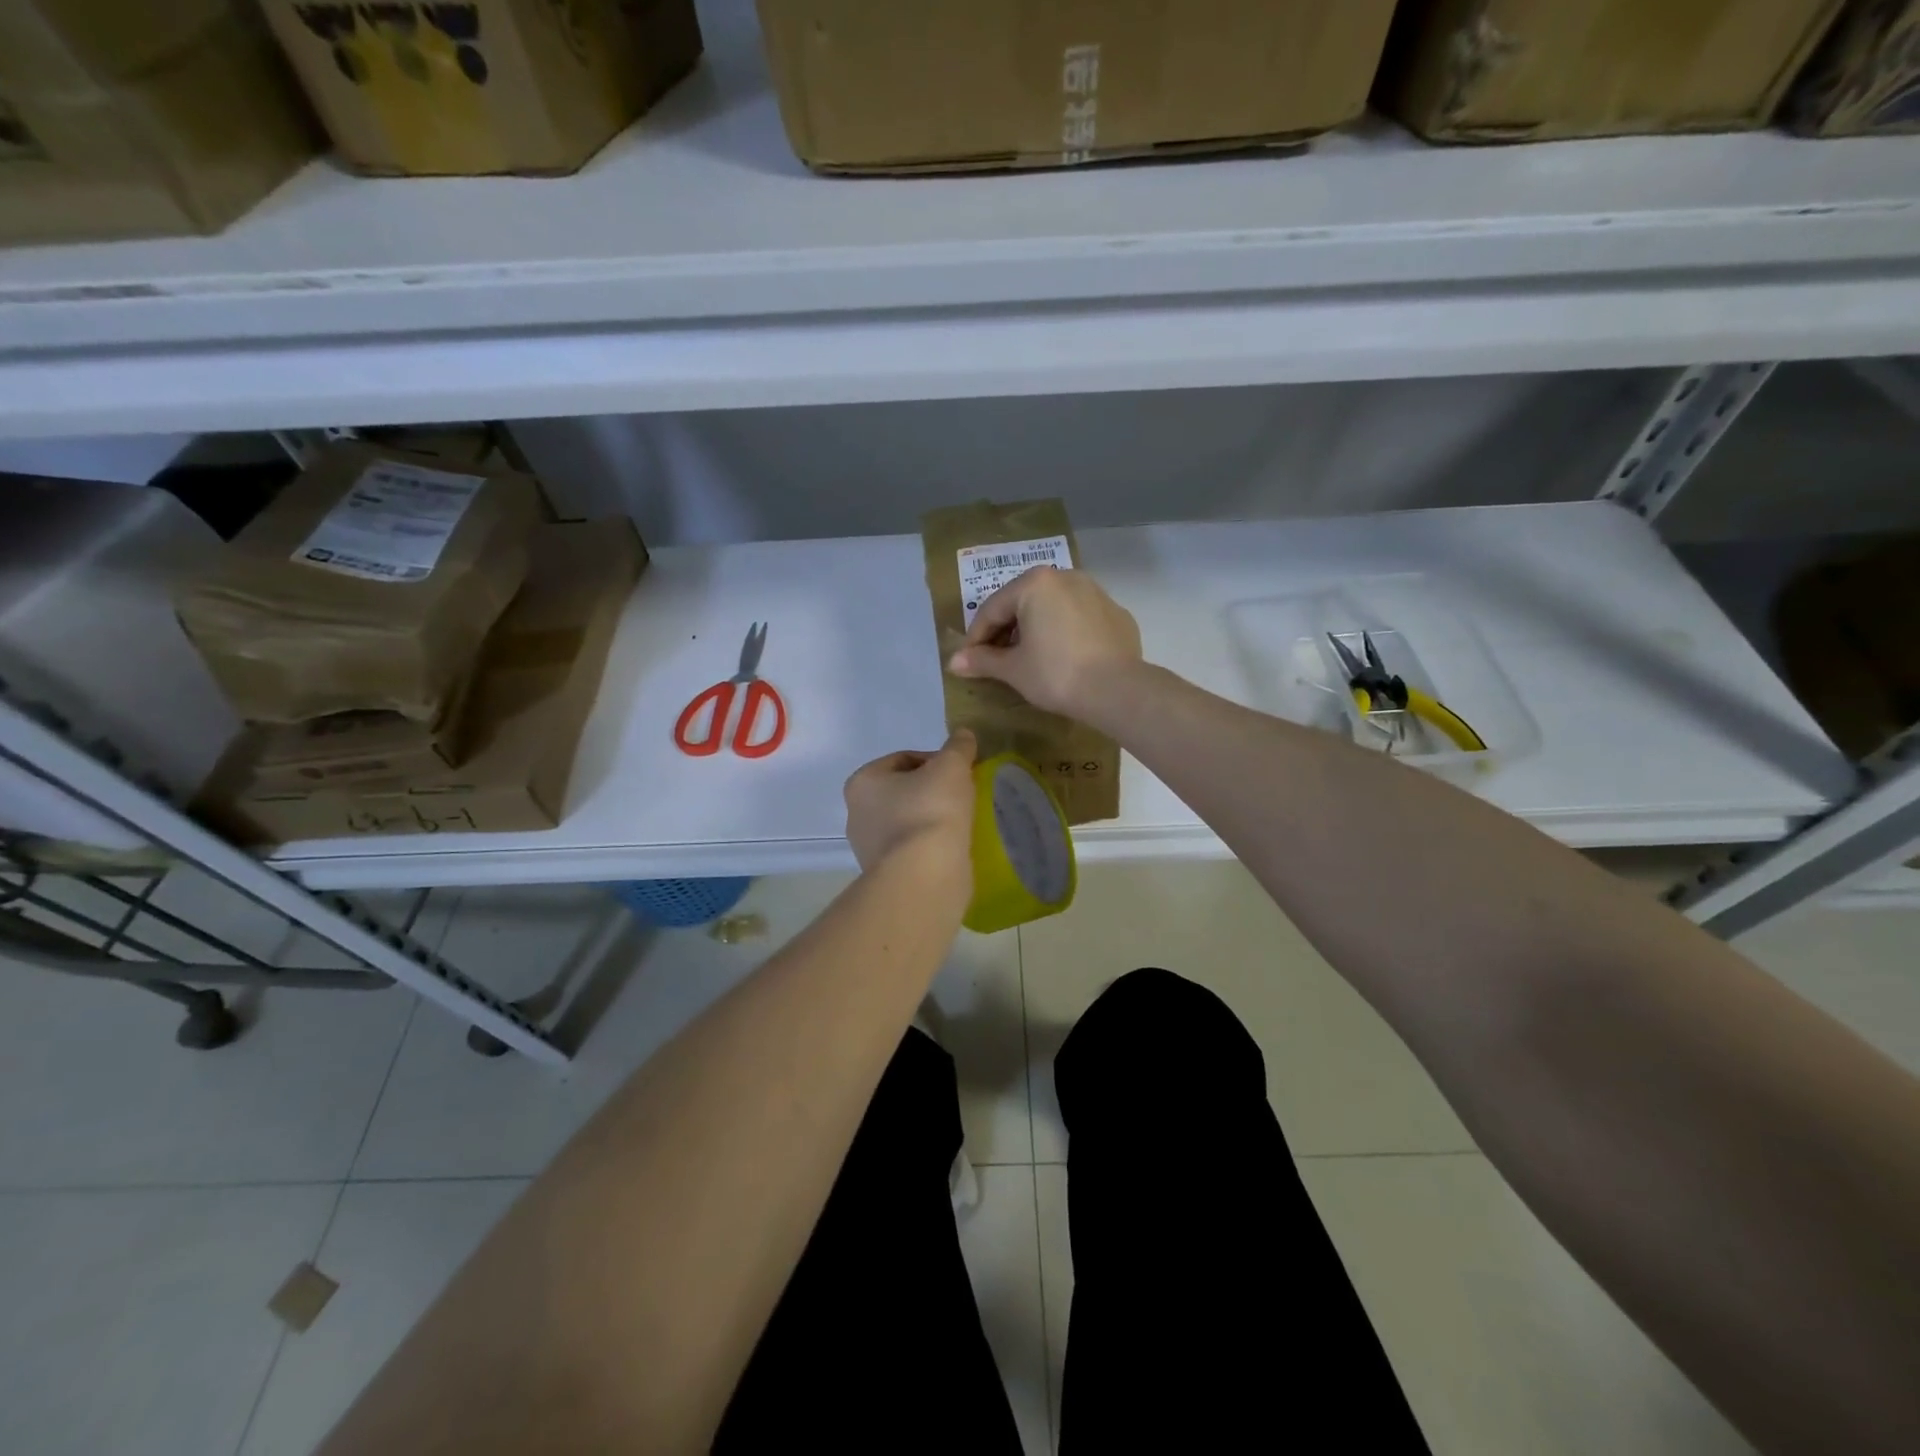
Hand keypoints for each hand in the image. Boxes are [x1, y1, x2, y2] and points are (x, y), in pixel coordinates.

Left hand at [843, 729, 977, 874]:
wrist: (924, 875)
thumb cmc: (930, 810)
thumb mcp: (951, 766)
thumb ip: (958, 747)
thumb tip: (963, 735)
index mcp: (862, 782)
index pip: (903, 759)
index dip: (935, 760)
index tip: (959, 772)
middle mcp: (857, 814)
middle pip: (903, 791)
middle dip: (931, 791)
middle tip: (961, 796)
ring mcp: (868, 849)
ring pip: (907, 822)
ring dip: (930, 819)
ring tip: (960, 823)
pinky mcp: (886, 875)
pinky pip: (912, 850)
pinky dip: (930, 845)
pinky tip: (951, 847)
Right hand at [947, 567, 1142, 718]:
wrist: (1117, 690)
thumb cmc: (1055, 674)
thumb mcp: (1013, 669)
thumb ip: (982, 660)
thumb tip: (953, 662)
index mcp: (1035, 583)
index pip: (992, 609)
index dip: (976, 638)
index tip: (968, 662)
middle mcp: (1066, 577)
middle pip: (1023, 603)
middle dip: (1006, 631)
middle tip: (995, 660)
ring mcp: (1096, 592)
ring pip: (1053, 608)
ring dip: (1035, 629)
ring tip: (1028, 658)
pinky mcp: (1116, 613)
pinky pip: (1079, 619)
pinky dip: (1065, 633)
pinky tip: (1064, 658)